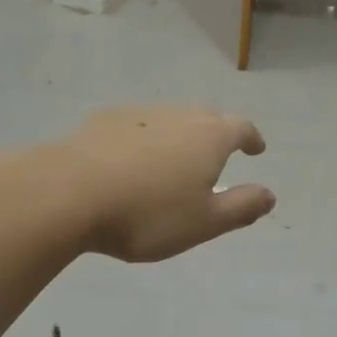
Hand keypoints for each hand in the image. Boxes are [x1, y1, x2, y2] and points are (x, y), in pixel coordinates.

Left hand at [58, 107, 274, 262]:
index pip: (241, 128)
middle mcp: (178, 115)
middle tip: (220, 152)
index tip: (256, 149)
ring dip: (181, 133)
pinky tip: (132, 158)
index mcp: (209, 137)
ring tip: (175, 158)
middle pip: (207, 117)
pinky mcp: (103, 120)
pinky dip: (145, 137)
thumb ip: (241, 207)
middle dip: (219, 132)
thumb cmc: (146, 214)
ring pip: (170, 117)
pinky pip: (137, 124)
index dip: (252, 138)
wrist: (68, 193)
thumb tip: (269, 195)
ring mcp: (138, 113)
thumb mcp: (203, 222)